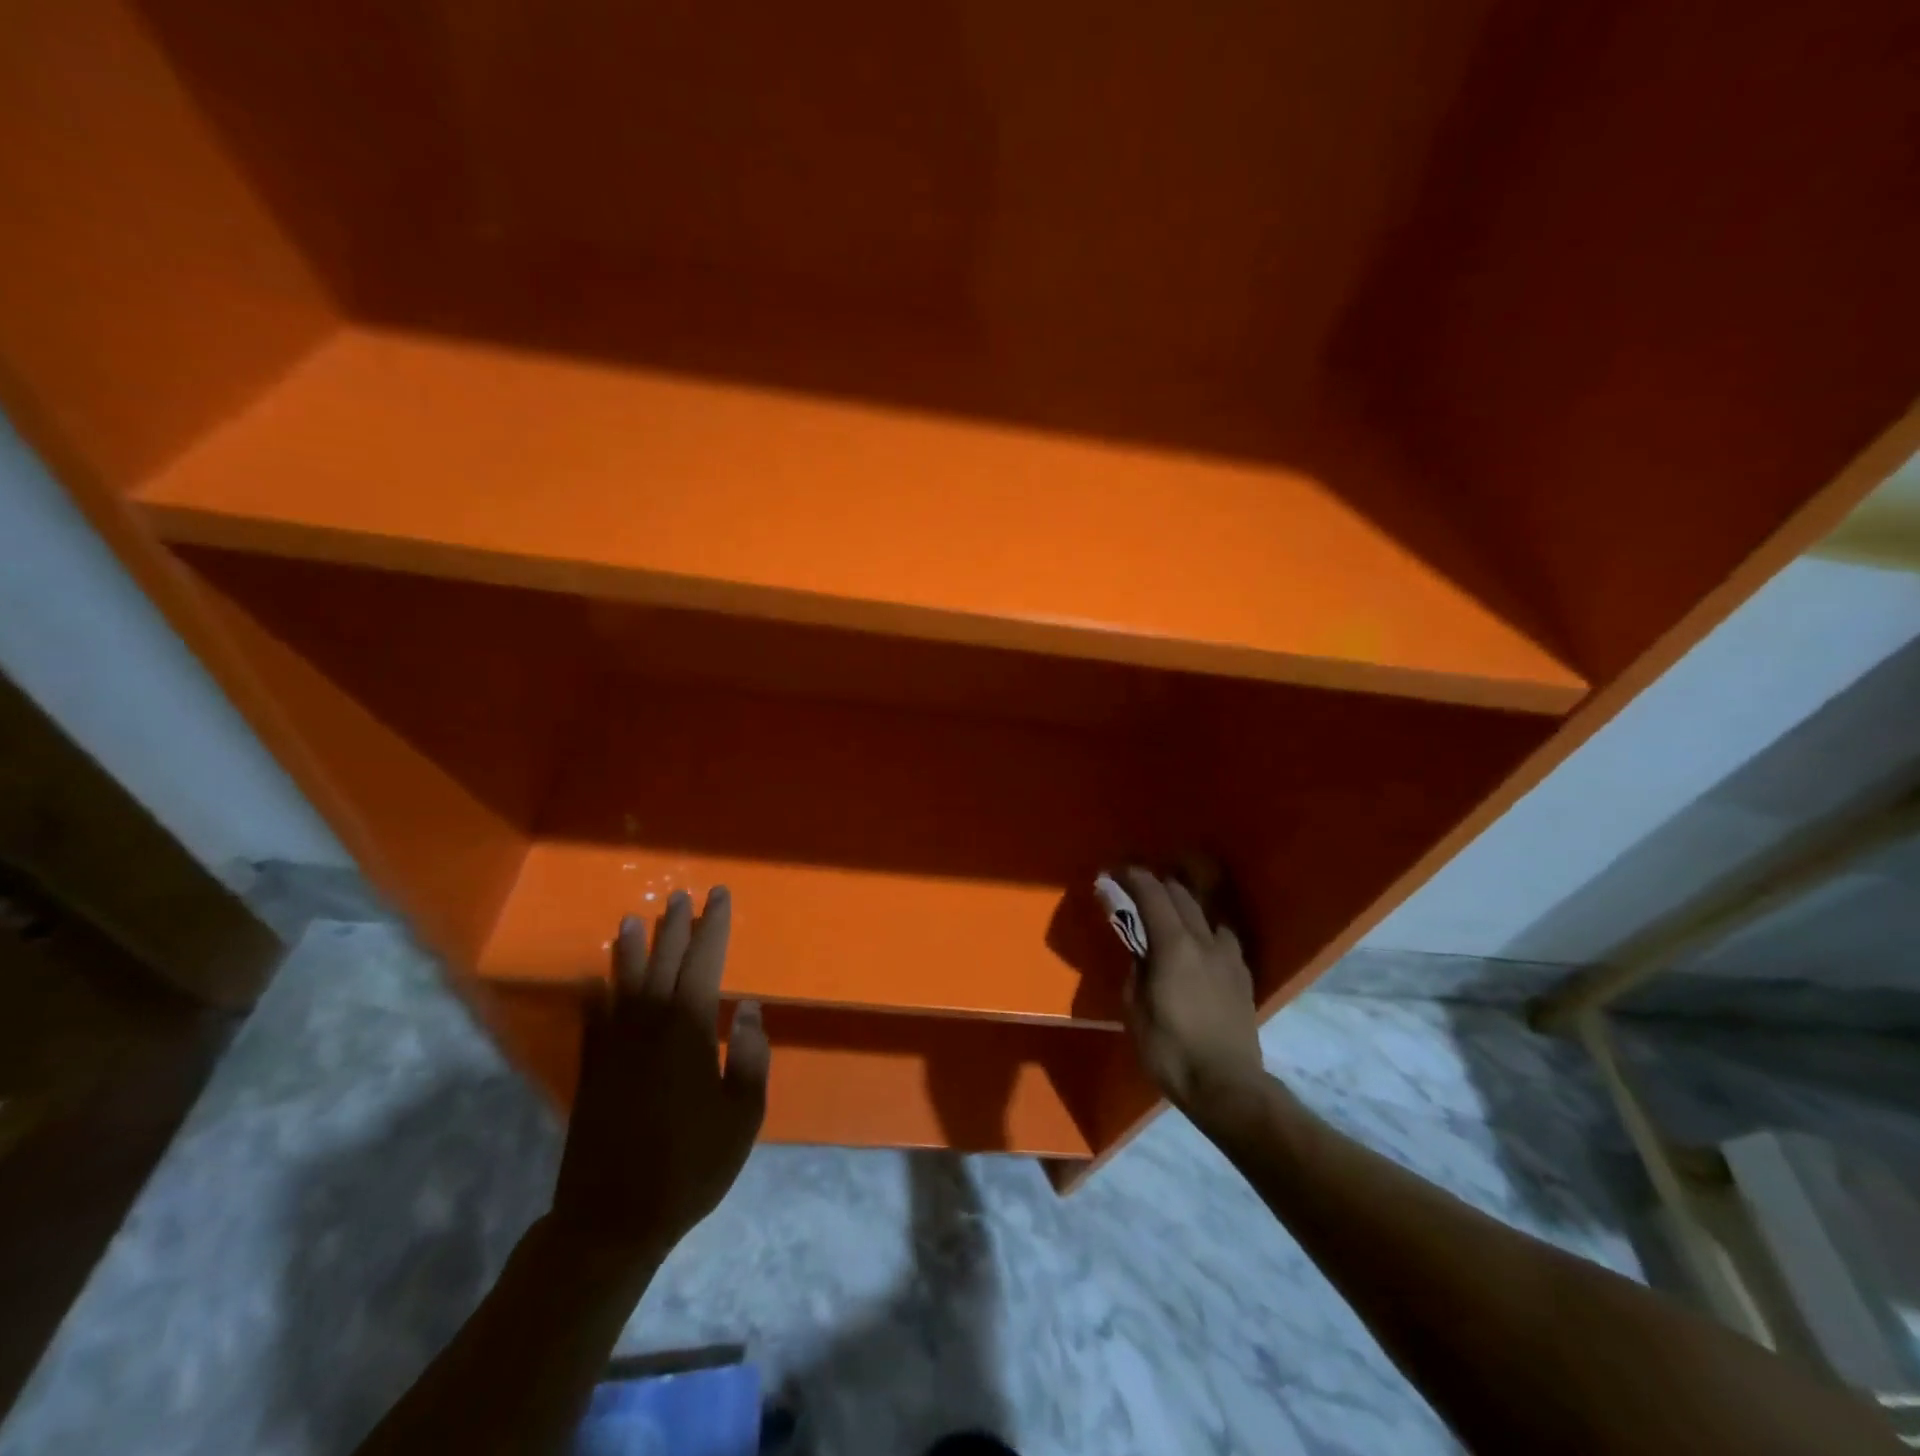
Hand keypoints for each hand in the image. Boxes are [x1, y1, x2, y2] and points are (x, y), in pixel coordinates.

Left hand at [550, 887, 769, 1260]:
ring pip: (623, 983)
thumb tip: (745, 1009)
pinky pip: (592, 1020)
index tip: (720, 896)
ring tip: (633, 919)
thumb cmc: (691, 1166)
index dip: (714, 926)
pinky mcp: (590, 1070)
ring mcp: (614, 1047)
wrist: (613, 1218)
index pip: (704, 962)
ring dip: (631, 949)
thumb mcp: (743, 1115)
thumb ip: (749, 1057)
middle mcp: (648, 1026)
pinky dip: (594, 996)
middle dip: (675, 926)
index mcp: (688, 1030)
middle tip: (681, 895)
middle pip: (663, 962)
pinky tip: (594, 981)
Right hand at [1117, 867, 1265, 1115]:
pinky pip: (1222, 935)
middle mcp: (1204, 940)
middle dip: (1156, 884)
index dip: (1133, 878)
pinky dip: (1204, 927)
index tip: (1116, 873)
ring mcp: (1228, 956)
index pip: (1153, 895)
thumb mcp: (1135, 1010)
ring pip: (1206, 912)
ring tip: (1169, 908)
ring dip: (1184, 902)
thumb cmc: (1170, 1051)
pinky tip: (1199, 940)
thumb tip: (1138, 948)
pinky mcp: (1243, 974)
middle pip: (1181, 895)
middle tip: (1136, 888)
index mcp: (1174, 946)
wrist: (1227, 1086)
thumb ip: (1136, 969)